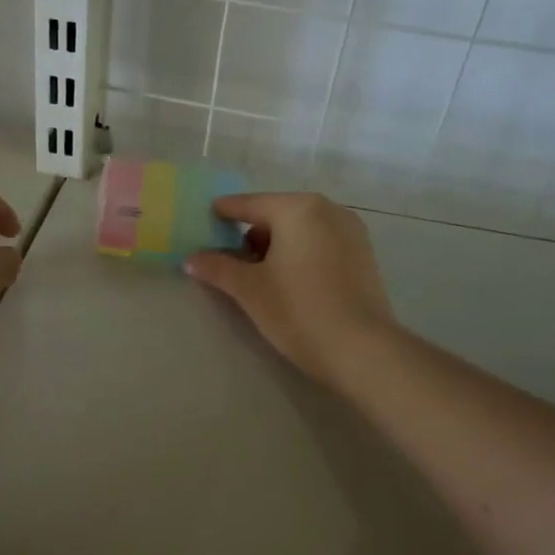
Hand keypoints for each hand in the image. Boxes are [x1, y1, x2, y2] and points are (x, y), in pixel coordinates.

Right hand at [184, 192, 393, 387]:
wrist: (362, 350)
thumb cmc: (298, 310)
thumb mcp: (250, 289)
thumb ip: (218, 268)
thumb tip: (191, 259)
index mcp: (298, 209)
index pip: (250, 204)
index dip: (224, 213)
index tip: (205, 221)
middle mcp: (328, 210)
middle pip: (277, 214)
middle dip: (252, 234)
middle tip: (230, 261)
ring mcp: (351, 231)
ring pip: (301, 229)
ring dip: (277, 246)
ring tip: (260, 277)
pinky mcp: (364, 256)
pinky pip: (321, 244)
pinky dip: (301, 254)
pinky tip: (291, 282)